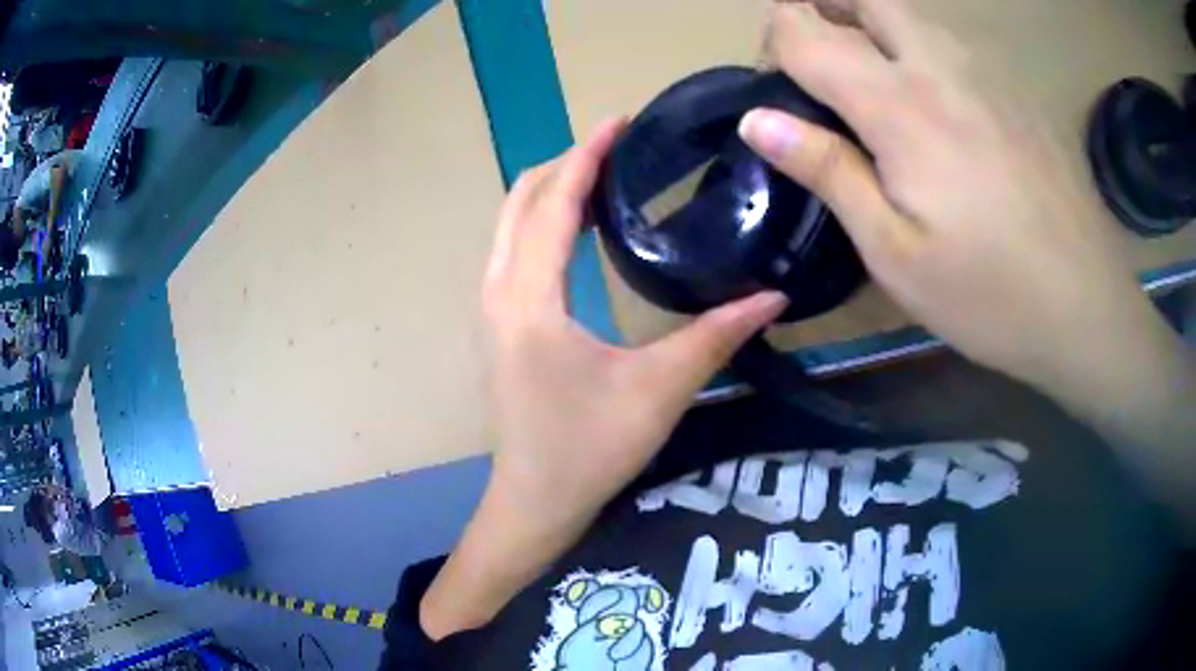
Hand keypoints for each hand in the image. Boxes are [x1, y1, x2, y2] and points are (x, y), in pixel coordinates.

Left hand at [421, 119, 786, 638]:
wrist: (536, 500)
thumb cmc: (591, 450)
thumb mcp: (659, 390)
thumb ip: (716, 336)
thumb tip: (774, 293)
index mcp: (530, 299)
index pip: (553, 203)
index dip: (586, 156)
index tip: (620, 121)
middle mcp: (499, 292)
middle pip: (520, 201)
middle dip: (565, 163)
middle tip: (617, 145)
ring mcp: (491, 308)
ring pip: (509, 224)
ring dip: (550, 189)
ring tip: (602, 174)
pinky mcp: (498, 324)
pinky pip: (511, 249)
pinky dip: (540, 220)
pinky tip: (578, 227)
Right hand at [741, 0, 1195, 522]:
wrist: (1086, 307)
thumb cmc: (988, 295)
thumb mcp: (895, 252)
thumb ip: (828, 171)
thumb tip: (757, 120)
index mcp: (899, 104)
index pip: (806, 28)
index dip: (776, 41)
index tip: (779, 86)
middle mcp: (940, 64)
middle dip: (823, 9)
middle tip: (820, 63)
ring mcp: (987, 69)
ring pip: (910, 11)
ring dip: (874, 25)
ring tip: (876, 83)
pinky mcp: (1017, 88)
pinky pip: (953, 40)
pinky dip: (922, 48)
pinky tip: (941, 106)